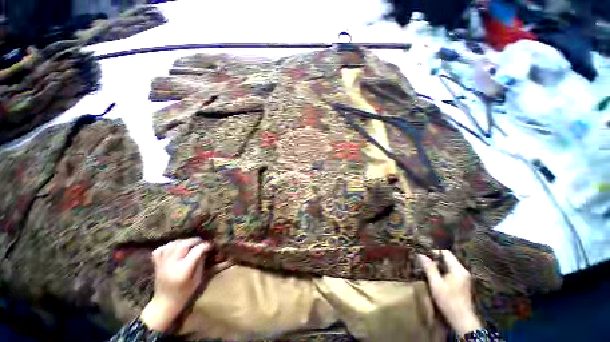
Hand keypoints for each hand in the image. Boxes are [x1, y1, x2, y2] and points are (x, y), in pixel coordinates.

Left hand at [140, 238, 230, 331]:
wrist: (164, 303)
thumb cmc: (184, 293)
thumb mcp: (197, 279)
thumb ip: (201, 263)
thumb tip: (206, 250)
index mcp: (183, 269)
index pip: (197, 251)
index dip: (206, 246)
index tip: (211, 245)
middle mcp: (172, 264)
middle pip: (184, 244)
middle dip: (195, 241)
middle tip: (202, 242)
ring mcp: (162, 263)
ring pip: (173, 244)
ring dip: (183, 241)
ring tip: (190, 244)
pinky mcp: (157, 264)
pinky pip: (161, 249)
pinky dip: (168, 246)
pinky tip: (175, 248)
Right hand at [418, 250, 482, 335]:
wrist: (462, 319)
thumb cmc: (448, 300)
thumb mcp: (436, 284)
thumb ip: (430, 268)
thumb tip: (421, 255)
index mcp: (458, 269)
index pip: (446, 253)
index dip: (434, 251)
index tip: (424, 254)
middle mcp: (463, 271)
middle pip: (449, 259)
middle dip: (436, 259)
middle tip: (424, 262)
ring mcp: (465, 278)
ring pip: (450, 265)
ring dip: (439, 265)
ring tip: (428, 269)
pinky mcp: (464, 284)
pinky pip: (452, 272)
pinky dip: (444, 271)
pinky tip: (437, 277)